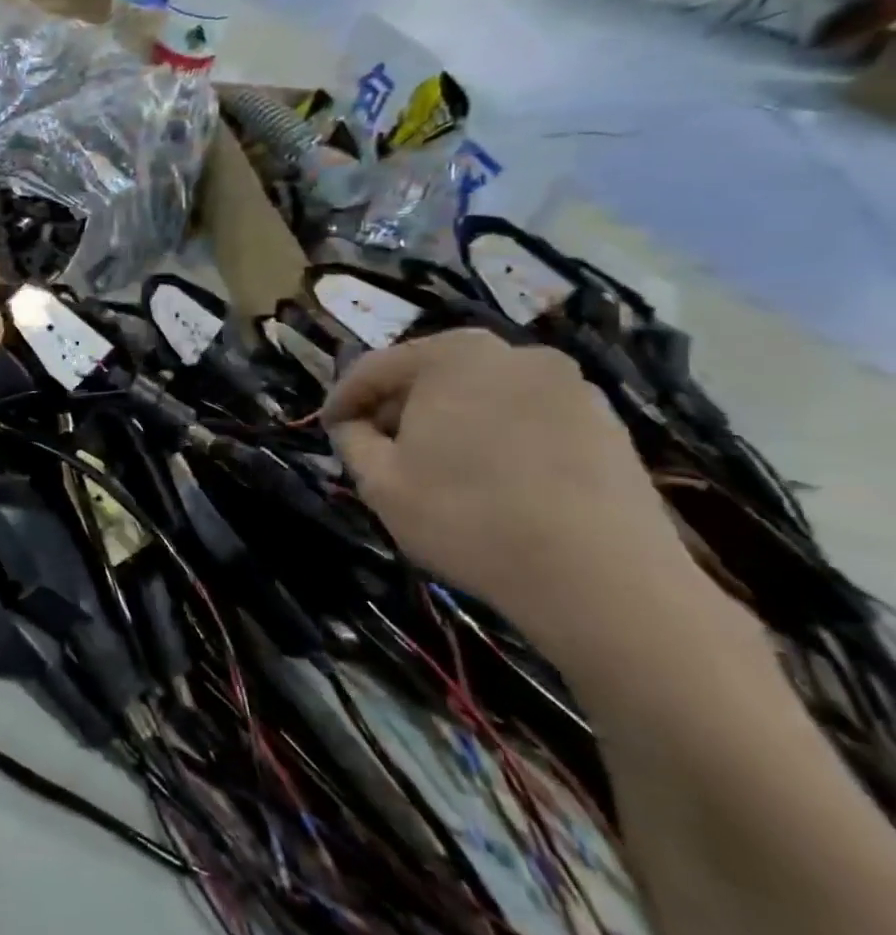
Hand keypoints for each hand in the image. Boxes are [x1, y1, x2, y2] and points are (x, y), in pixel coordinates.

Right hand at [324, 330, 707, 652]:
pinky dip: (498, 437)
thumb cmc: (468, 517)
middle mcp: (513, 354)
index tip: (328, 428)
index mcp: (452, 355)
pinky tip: (491, 480)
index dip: (344, 399)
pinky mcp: (607, 424)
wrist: (604, 580)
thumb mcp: (379, 482)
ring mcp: (570, 386)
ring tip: (436, 467)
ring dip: (450, 421)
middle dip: (400, 406)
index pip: (376, 367)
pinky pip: (528, 418)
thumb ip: (352, 440)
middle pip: (433, 373)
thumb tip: (353, 425)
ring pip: (483, 394)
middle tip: (379, 446)